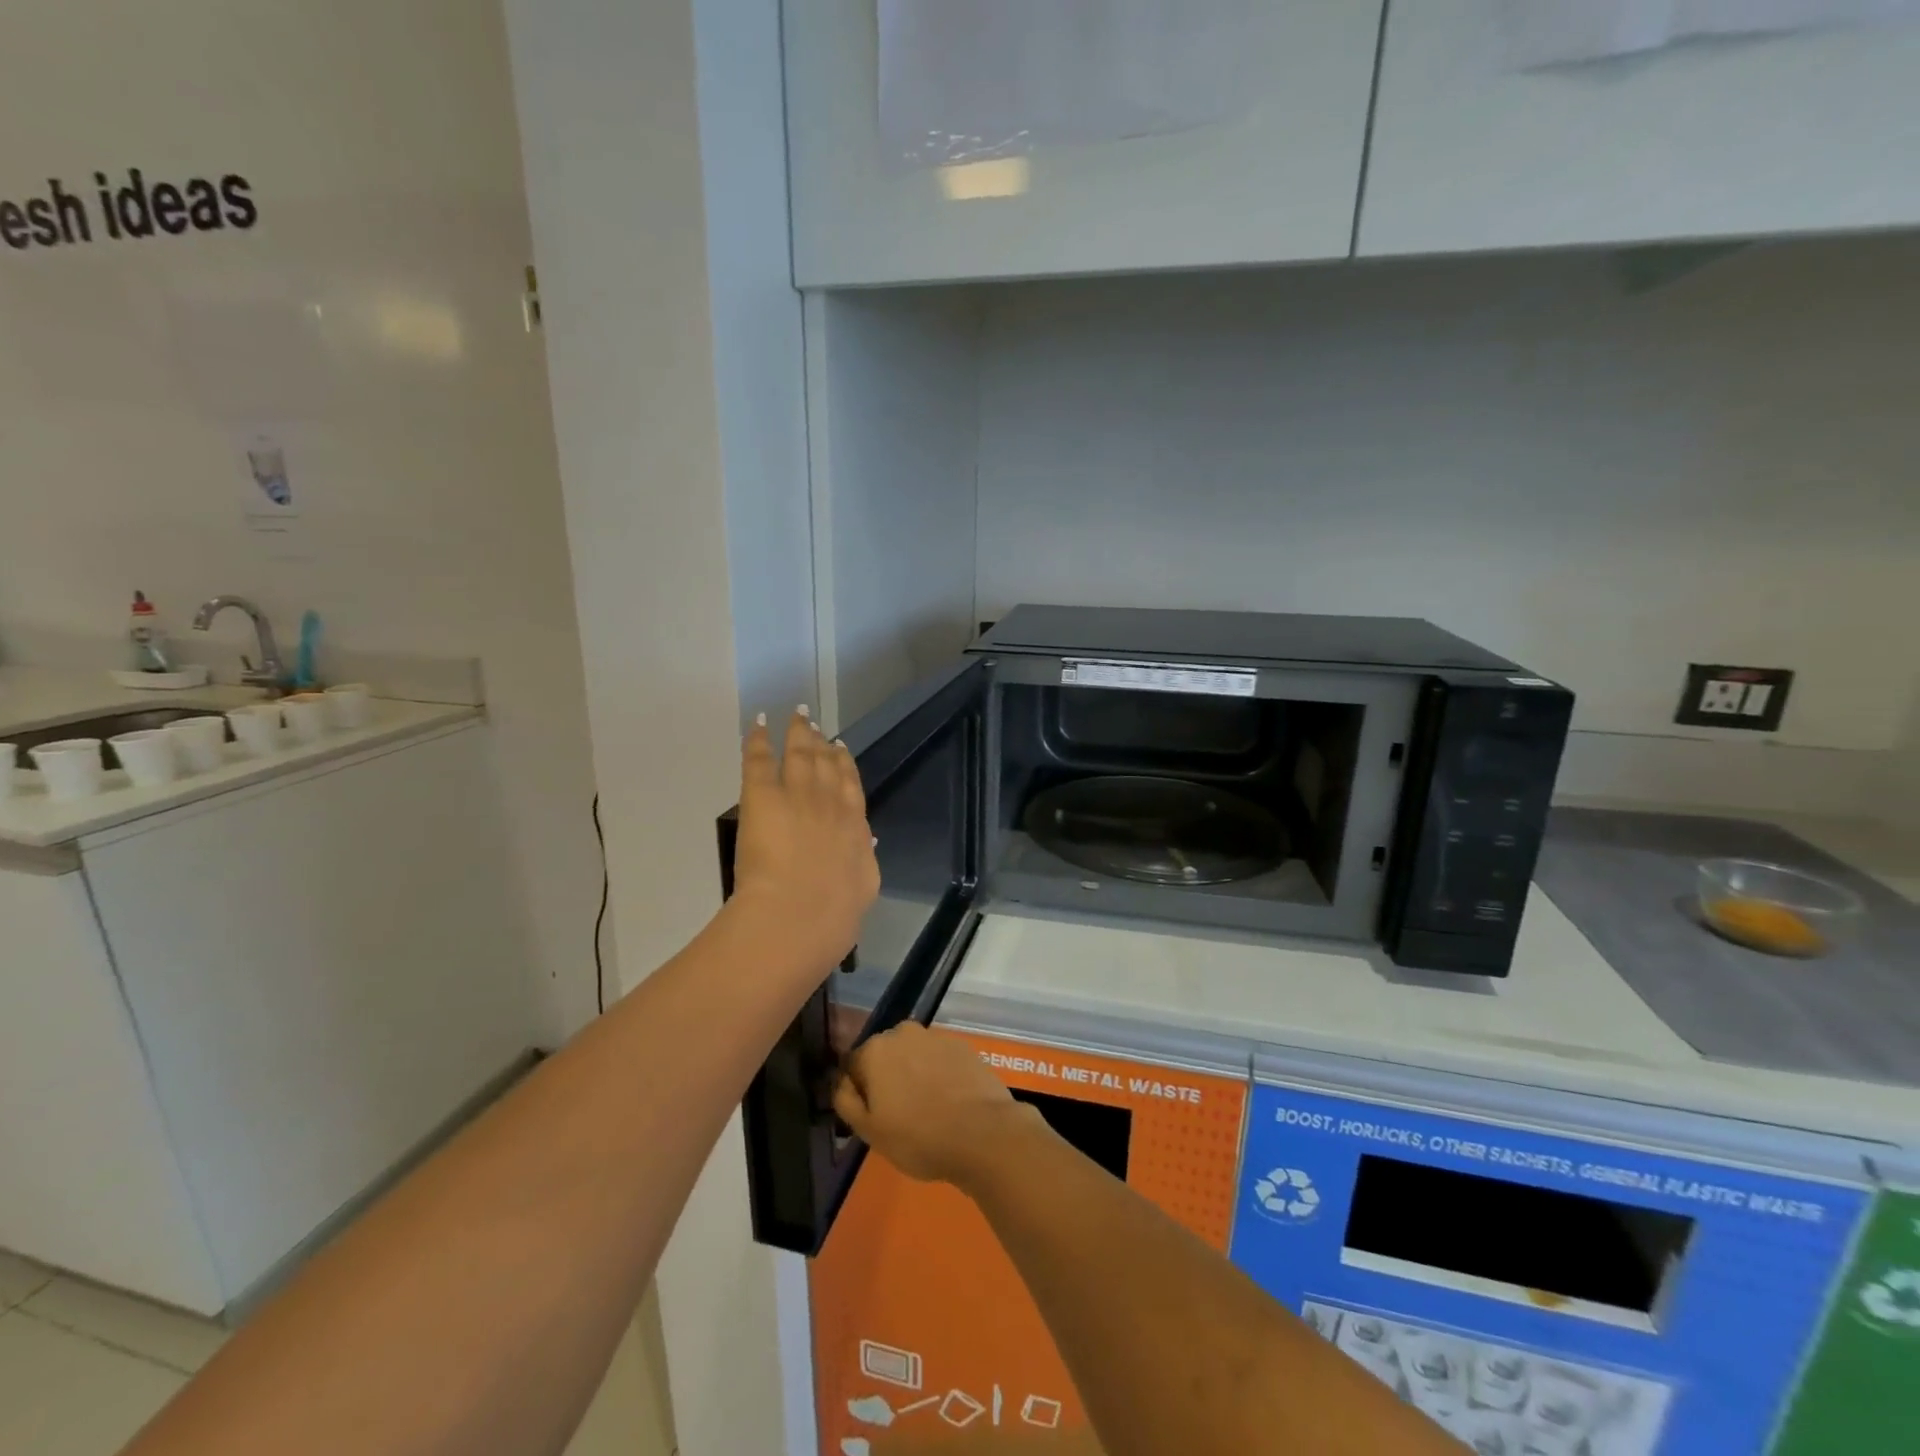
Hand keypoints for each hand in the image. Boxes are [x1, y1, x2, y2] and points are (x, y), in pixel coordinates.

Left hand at [730, 709, 879, 980]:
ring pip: (799, 753)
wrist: (801, 913)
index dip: (845, 765)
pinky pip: (761, 759)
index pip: (851, 786)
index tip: (841, 749)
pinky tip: (761, 723)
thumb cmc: (834, 913)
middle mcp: (829, 802)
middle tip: (816, 726)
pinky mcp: (763, 795)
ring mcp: (797, 794)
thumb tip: (867, 844)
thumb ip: (863, 862)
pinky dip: (760, 739)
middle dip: (822, 742)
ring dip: (798, 732)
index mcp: (853, 825)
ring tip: (797, 716)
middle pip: (827, 763)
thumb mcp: (862, 885)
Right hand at [834, 1023, 1043, 1191]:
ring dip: (915, 1075)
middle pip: (885, 1056)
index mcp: (875, 1050)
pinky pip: (940, 1060)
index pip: (854, 1066)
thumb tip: (842, 1082)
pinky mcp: (963, 1046)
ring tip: (928, 1110)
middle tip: (900, 1116)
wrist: (983, 1133)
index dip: (860, 1093)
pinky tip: (950, 1102)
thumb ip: (846, 1101)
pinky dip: (940, 1075)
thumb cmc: (918, 1137)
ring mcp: (936, 1037)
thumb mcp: (869, 1131)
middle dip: (888, 1079)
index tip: (874, 1117)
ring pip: (914, 1056)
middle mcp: (904, 1032)